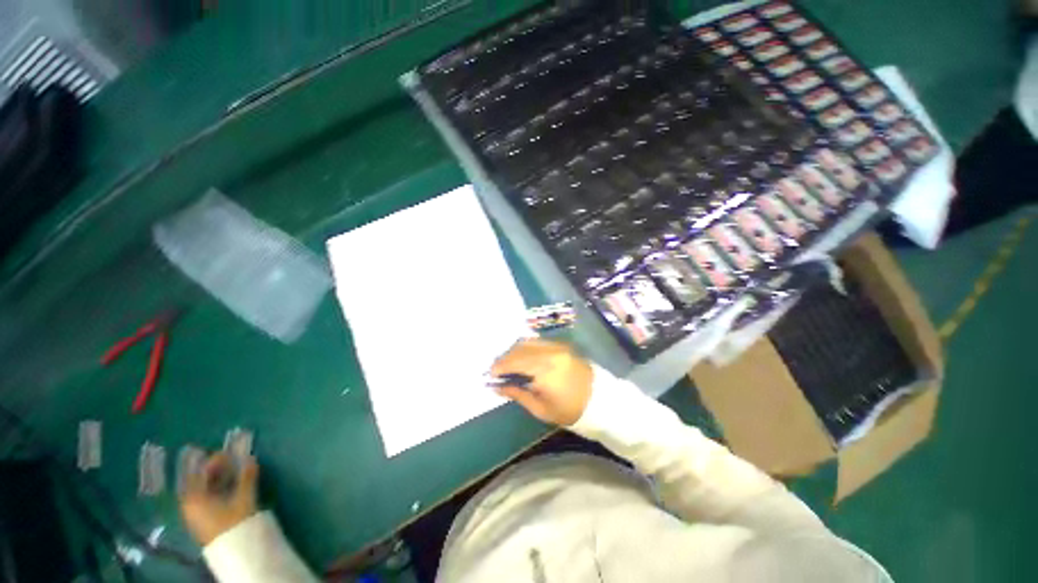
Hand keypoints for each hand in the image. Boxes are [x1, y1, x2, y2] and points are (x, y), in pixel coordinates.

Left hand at [179, 453, 258, 545]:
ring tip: (233, 469)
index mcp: (194, 496)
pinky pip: (205, 496)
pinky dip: (215, 487)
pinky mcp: (201, 518)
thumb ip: (247, 476)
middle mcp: (189, 502)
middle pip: (199, 480)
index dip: (215, 459)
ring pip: (203, 488)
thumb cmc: (234, 522)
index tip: (230, 450)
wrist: (233, 551)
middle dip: (215, 468)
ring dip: (216, 477)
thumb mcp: (243, 497)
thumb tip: (250, 457)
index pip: (201, 471)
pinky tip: (228, 485)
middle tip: (232, 458)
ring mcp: (193, 512)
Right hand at [491, 339, 593, 425]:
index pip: (515, 362)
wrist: (600, 400)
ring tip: (509, 364)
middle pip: (519, 348)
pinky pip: (538, 342)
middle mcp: (550, 351)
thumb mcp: (540, 408)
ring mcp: (557, 345)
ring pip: (528, 342)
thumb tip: (496, 386)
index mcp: (545, 369)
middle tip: (497, 370)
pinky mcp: (562, 345)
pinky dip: (526, 348)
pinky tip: (523, 359)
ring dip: (515, 351)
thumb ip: (517, 393)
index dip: (500, 366)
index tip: (489, 374)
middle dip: (505, 357)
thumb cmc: (569, 410)